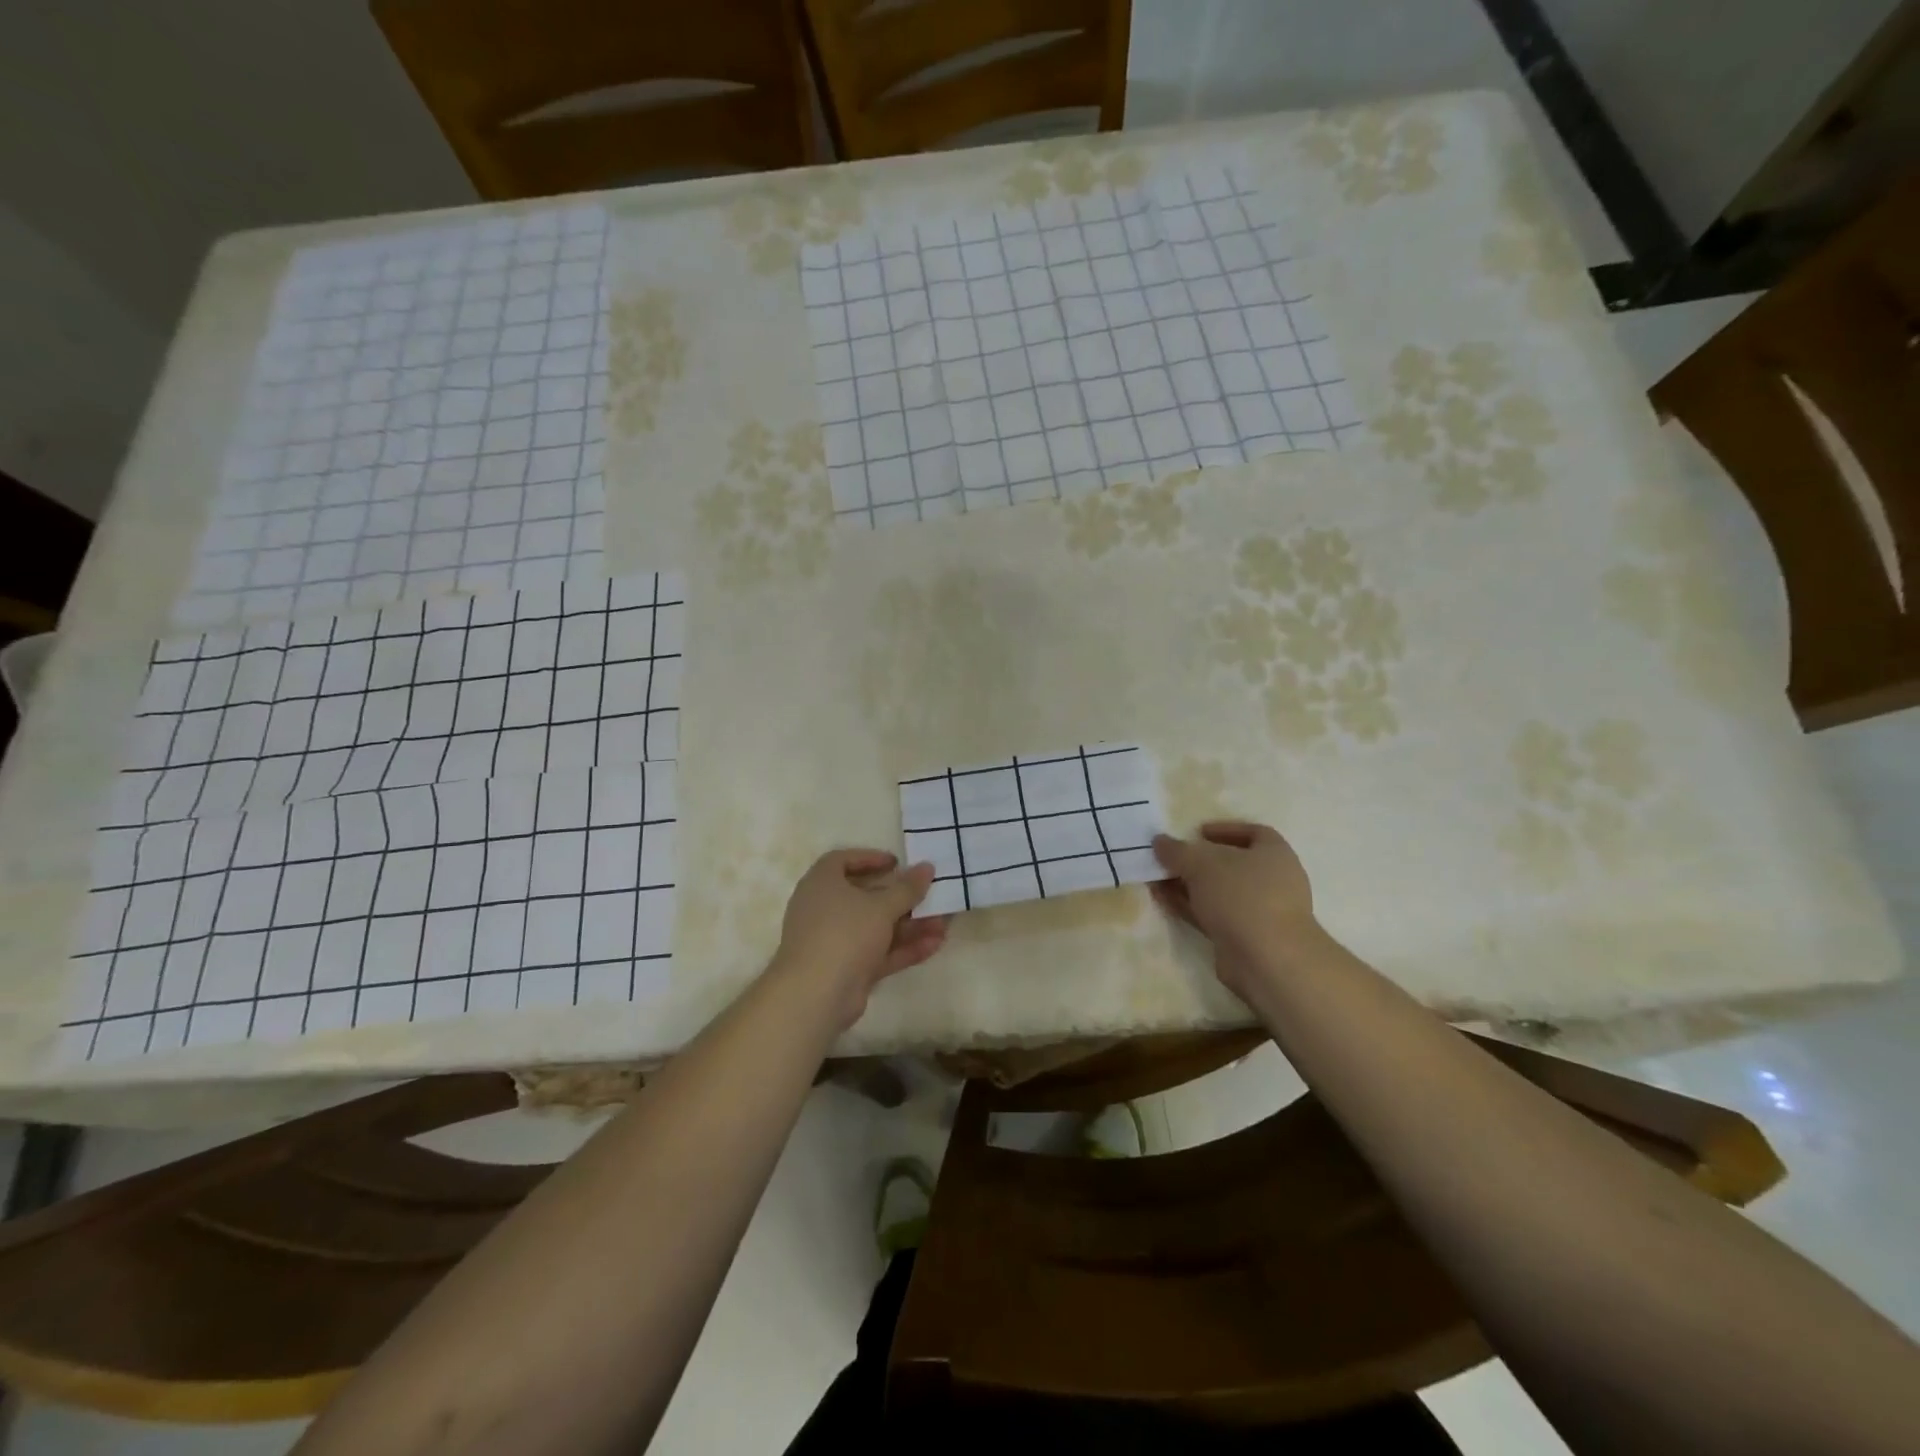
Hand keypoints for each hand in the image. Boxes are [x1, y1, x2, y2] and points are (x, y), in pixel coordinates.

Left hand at [773, 850, 947, 1026]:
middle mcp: (824, 909)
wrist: (815, 995)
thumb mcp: (881, 906)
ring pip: (875, 927)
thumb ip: (907, 888)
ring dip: (909, 926)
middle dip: (900, 897)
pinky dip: (902, 948)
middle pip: (865, 896)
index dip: (869, 858)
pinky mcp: (846, 968)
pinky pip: (877, 952)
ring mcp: (835, 941)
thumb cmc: (845, 933)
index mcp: (822, 883)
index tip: (897, 863)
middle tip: (927, 894)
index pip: (841, 860)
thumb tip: (927, 867)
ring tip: (943, 924)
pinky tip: (934, 944)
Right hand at [1151, 821, 1327, 1000]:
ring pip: (1218, 892)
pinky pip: (1212, 915)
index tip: (1197, 833)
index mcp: (1275, 854)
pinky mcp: (1244, 937)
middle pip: (1231, 864)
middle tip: (1170, 858)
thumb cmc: (1242, 895)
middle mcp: (1272, 881)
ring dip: (1188, 885)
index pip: (1253, 832)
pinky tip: (1162, 899)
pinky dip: (1189, 906)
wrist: (1267, 959)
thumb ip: (1177, 850)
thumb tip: (1159, 841)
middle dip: (1197, 860)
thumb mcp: (1202, 863)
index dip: (1224, 830)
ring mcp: (1259, 912)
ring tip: (1156, 878)